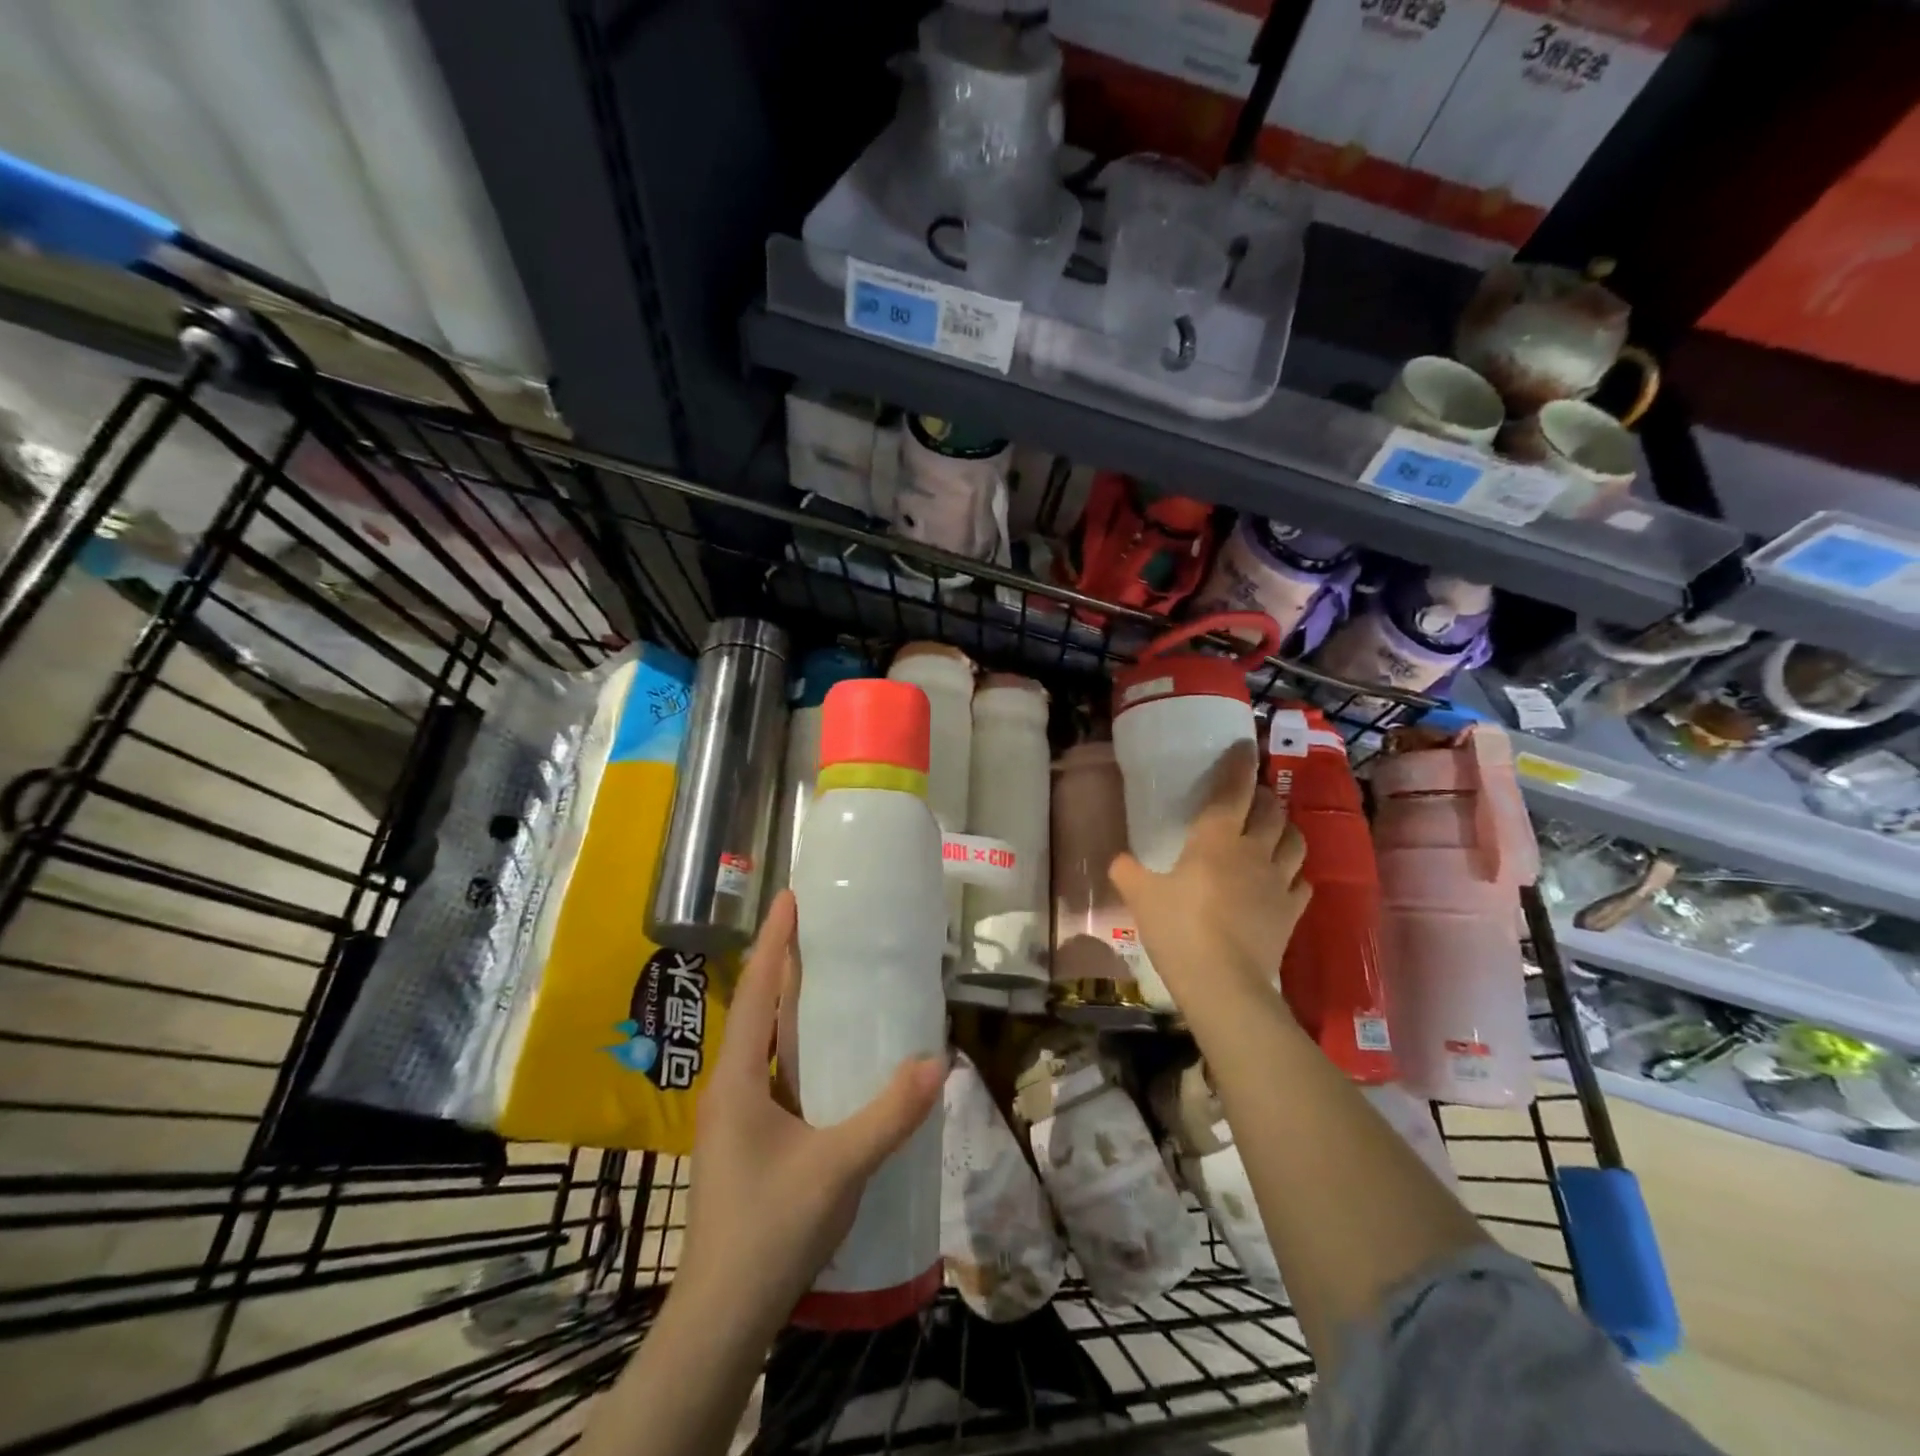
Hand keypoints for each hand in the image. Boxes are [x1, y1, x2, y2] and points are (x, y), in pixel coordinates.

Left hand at [676, 890, 943, 1332]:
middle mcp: (729, 1086)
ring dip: (788, 1005)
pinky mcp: (746, 1138)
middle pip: (756, 1008)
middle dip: (783, 964)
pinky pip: (771, 1071)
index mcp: (738, 1079)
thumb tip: (937, 1062)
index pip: (757, 992)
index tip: (790, 897)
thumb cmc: (770, 1231)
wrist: (722, 1317)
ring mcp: (734, 1115)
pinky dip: (795, 1045)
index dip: (775, 942)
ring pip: (762, 1042)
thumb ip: (889, 1116)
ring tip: (827, 977)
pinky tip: (827, 1056)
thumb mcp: (838, 1170)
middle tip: (820, 927)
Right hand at [1109, 740, 1309, 1018]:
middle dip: (1263, 796)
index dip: (1239, 766)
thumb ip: (1127, 872)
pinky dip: (1295, 873)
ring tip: (1274, 828)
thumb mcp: (1140, 897)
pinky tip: (1286, 877)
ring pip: (1294, 841)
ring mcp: (1278, 882)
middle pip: (1270, 811)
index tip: (1245, 746)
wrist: (1223, 983)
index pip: (1232, 791)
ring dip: (1285, 828)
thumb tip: (1118, 860)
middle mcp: (1253, 851)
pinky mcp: (1291, 912)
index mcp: (1215, 839)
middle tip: (1251, 795)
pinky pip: (1302, 882)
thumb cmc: (1178, 929)